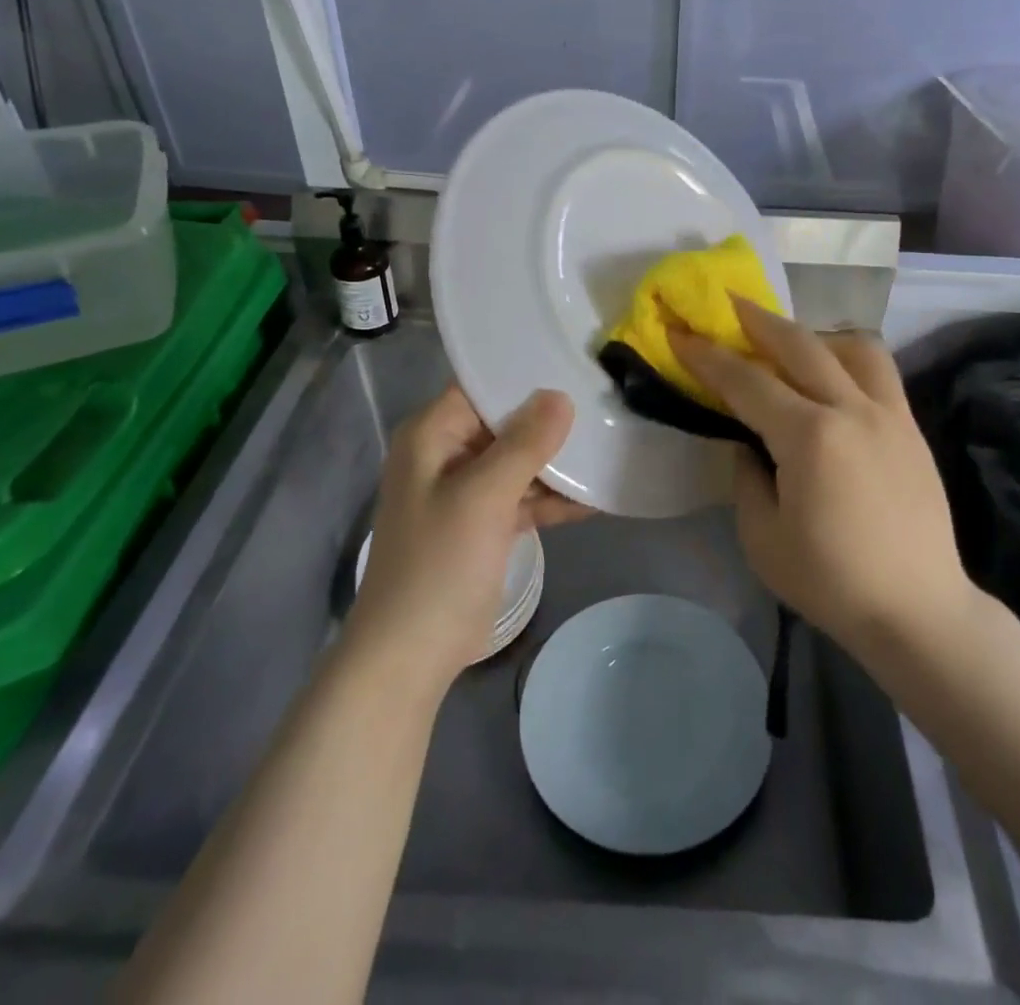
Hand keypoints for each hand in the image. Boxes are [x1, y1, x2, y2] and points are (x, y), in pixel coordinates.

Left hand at [348, 385, 588, 687]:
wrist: (410, 655)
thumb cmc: (439, 564)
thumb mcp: (484, 497)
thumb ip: (524, 444)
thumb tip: (560, 396)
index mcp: (432, 435)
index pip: (481, 386)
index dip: (524, 375)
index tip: (573, 363)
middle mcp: (446, 454)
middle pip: (504, 422)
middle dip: (550, 418)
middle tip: (603, 400)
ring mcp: (465, 491)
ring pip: (517, 461)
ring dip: (556, 461)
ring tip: (609, 443)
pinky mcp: (483, 524)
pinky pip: (521, 497)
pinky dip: (551, 498)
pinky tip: (596, 496)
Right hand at [671, 302, 974, 661]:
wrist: (918, 610)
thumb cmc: (832, 581)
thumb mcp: (763, 538)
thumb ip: (747, 478)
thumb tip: (748, 444)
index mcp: (810, 437)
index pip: (747, 382)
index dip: (707, 356)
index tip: (680, 333)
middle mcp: (852, 409)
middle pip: (799, 344)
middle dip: (757, 319)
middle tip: (729, 303)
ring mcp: (889, 414)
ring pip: (852, 346)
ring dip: (813, 334)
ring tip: (790, 342)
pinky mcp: (911, 428)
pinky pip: (879, 372)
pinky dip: (848, 359)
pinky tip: (832, 377)